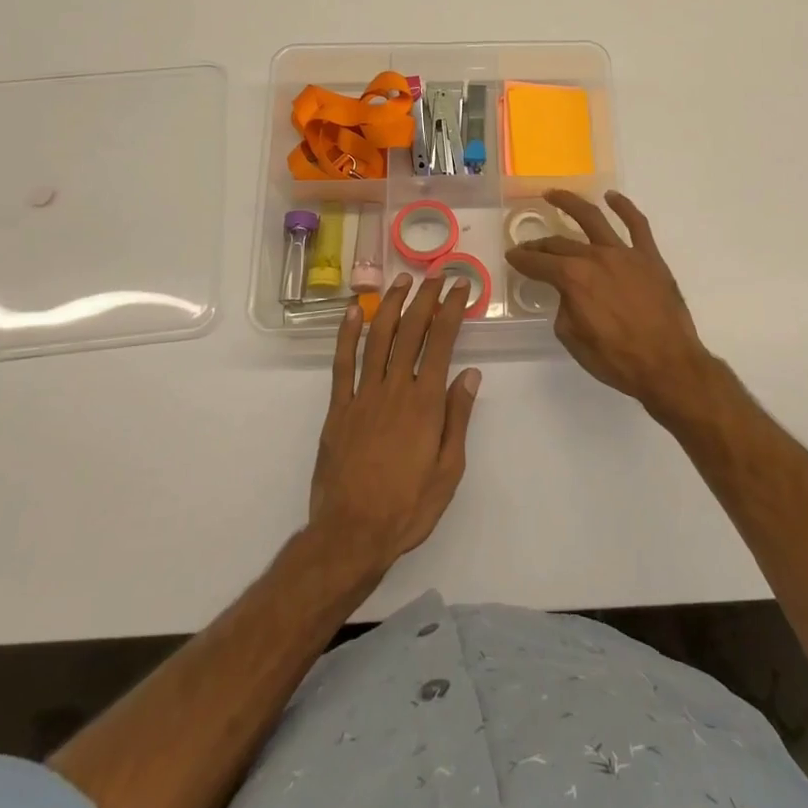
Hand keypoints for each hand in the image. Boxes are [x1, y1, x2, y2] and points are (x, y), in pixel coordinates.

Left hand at [309, 274, 480, 579]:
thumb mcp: (449, 470)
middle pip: (411, 332)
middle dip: (425, 298)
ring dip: (391, 306)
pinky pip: (342, 364)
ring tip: (402, 281)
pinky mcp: (338, 408)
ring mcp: (362, 396)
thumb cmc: (408, 506)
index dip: (451, 310)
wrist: (352, 533)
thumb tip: (470, 374)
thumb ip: (458, 418)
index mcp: (425, 403)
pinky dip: (347, 334)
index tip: (460, 287)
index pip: (441, 343)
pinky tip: (354, 311)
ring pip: (378, 339)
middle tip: (436, 274)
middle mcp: (395, 389)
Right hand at [505, 191, 723, 421]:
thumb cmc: (616, 359)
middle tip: (529, 247)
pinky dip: (624, 207)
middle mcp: (596, 257)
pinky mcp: (649, 257)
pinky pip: (637, 224)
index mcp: (573, 278)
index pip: (539, 263)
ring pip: (593, 219)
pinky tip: (612, 197)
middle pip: (561, 244)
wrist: (667, 365)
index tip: (512, 257)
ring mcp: (625, 253)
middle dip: (540, 245)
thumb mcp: (573, 339)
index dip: (522, 260)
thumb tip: (569, 294)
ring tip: (554, 194)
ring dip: (570, 203)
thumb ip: (564, 308)